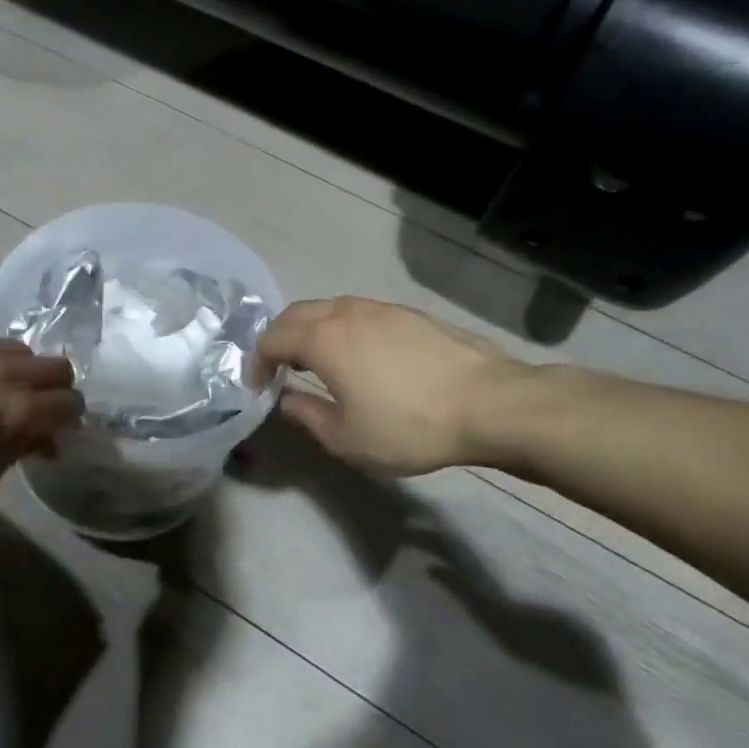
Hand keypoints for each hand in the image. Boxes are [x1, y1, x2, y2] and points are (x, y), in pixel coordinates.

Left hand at [0, 323, 81, 518]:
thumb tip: (48, 438)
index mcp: (17, 410)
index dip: (68, 417)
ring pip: (18, 349)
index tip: (56, 427)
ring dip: (16, 370)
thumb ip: (24, 447)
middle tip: (32, 406)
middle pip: (56, 366)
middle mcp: (3, 369)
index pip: (70, 402)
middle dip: (52, 388)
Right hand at [255, 297, 524, 476]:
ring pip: (330, 309)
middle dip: (279, 338)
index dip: (257, 363)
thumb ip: (307, 416)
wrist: (491, 404)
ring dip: (312, 330)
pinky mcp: (411, 314)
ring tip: (316, 361)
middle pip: (296, 314)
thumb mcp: (346, 438)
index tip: (259, 387)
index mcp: (323, 339)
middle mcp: (347, 313)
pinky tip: (360, 357)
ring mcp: (382, 309)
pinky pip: (360, 314)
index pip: (272, 339)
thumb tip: (289, 399)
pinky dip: (343, 329)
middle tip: (279, 368)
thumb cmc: (409, 426)